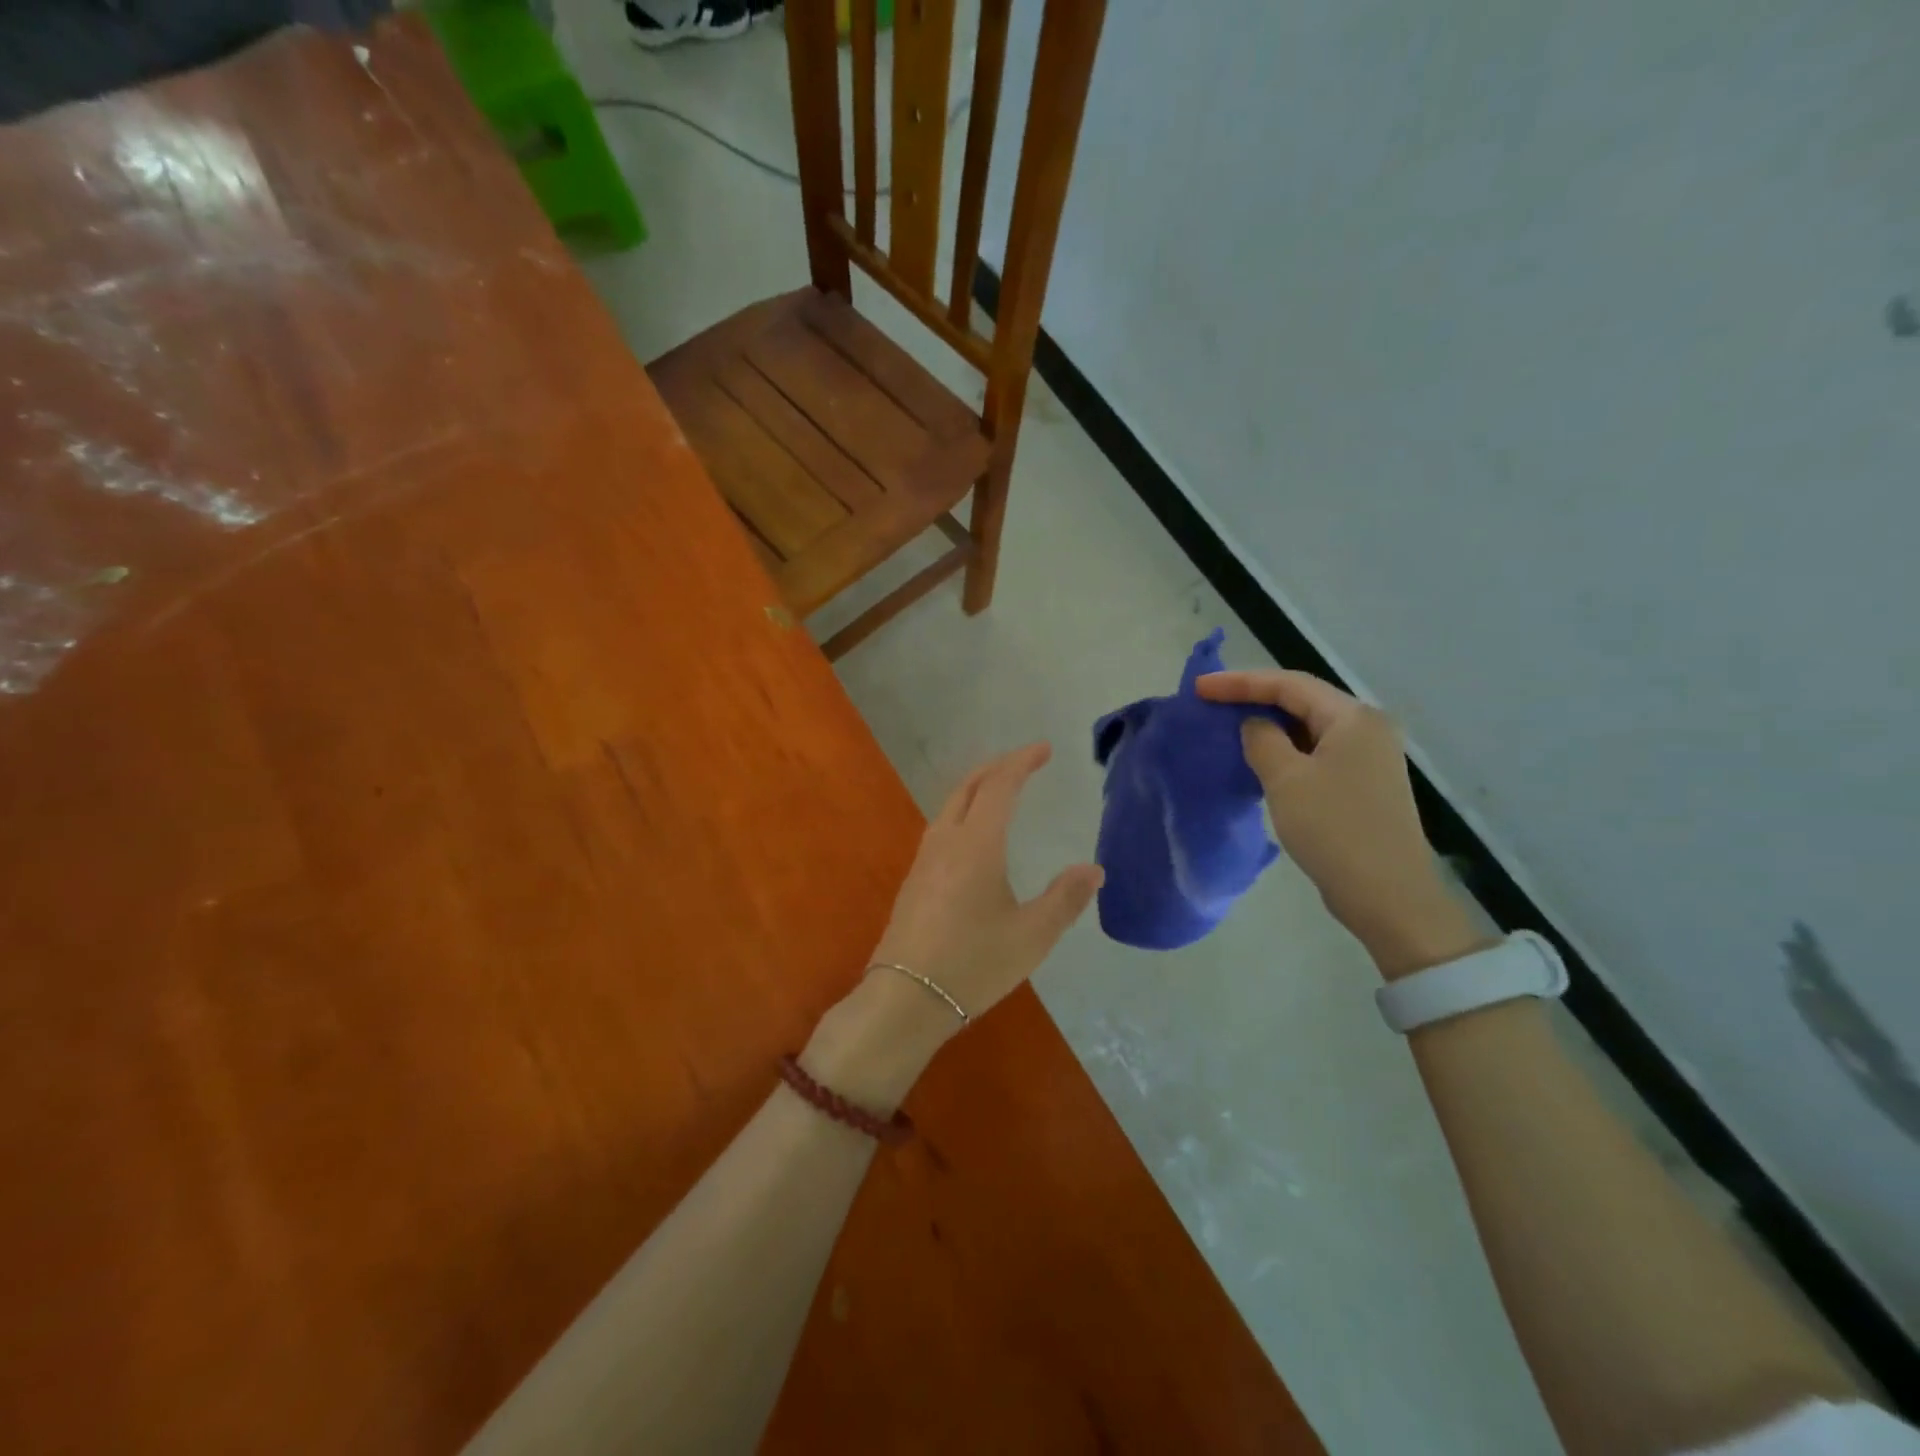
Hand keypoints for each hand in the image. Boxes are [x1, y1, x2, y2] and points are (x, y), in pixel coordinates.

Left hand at [873, 741, 1102, 1015]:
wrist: (905, 998)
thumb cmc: (973, 963)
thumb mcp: (1032, 935)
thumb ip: (1065, 898)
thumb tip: (1094, 868)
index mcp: (976, 844)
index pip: (1000, 786)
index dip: (1022, 762)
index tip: (1044, 749)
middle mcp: (946, 841)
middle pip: (968, 787)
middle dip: (997, 767)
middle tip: (1024, 762)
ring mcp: (924, 860)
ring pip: (950, 806)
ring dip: (976, 788)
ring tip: (1000, 791)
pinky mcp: (914, 881)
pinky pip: (941, 828)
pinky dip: (963, 812)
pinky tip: (972, 837)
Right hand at [1198, 670, 1486, 978]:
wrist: (1388, 895)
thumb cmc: (1334, 829)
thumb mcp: (1286, 779)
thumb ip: (1262, 740)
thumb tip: (1255, 725)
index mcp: (1353, 718)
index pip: (1289, 684)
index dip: (1241, 682)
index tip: (1200, 688)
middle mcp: (1367, 729)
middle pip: (1303, 701)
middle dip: (1255, 699)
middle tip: (1212, 704)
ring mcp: (1369, 758)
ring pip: (1309, 728)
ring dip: (1270, 726)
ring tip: (1229, 729)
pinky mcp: (1363, 785)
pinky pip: (1317, 753)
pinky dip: (1286, 751)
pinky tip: (1261, 762)